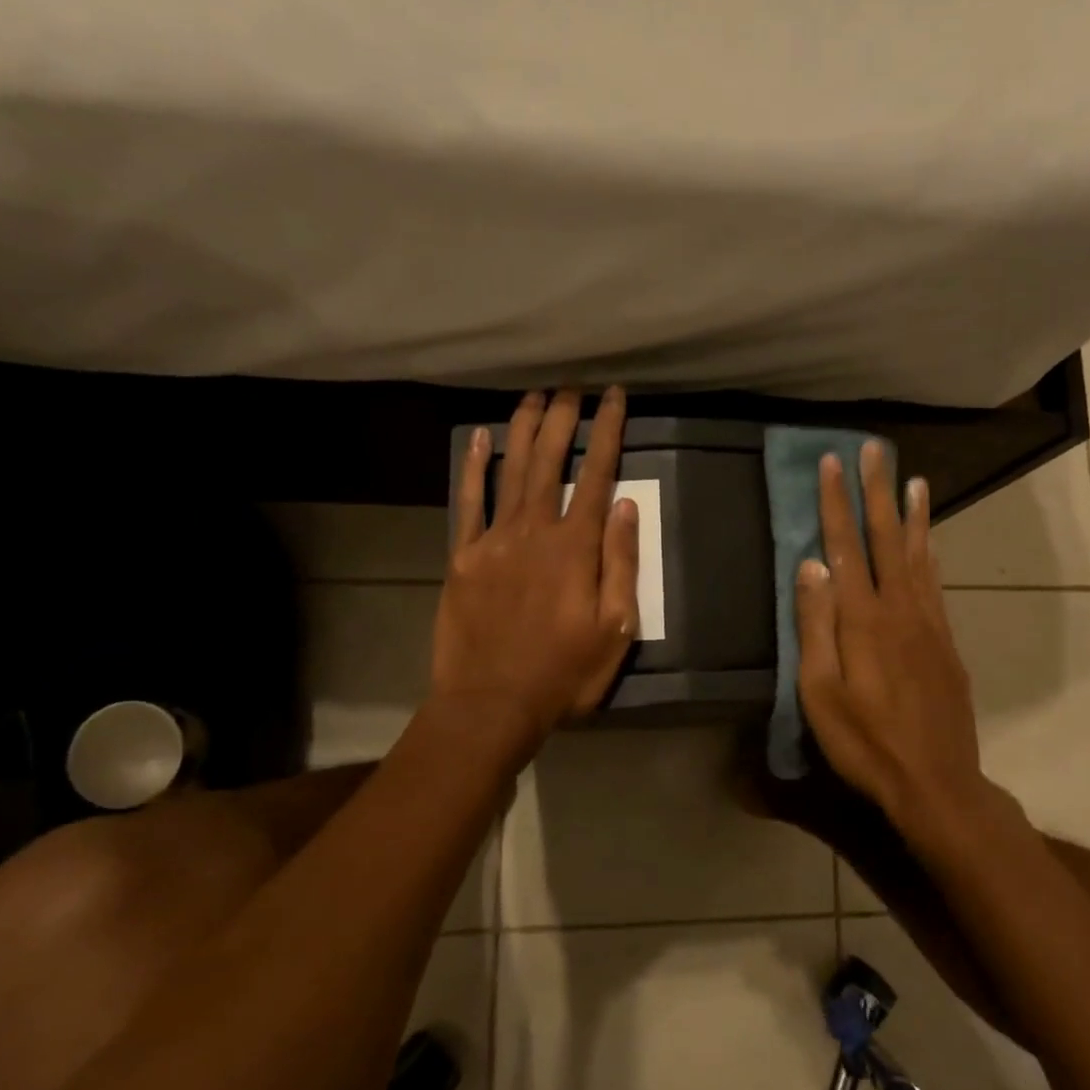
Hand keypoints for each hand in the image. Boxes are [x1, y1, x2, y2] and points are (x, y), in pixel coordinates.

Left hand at [432, 388, 640, 753]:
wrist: (491, 703)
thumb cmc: (563, 672)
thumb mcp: (615, 629)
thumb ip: (621, 563)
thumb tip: (626, 505)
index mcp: (576, 547)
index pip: (597, 475)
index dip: (608, 431)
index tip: (615, 397)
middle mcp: (534, 530)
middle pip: (550, 461)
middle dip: (563, 418)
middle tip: (572, 386)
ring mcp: (494, 540)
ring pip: (510, 471)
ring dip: (523, 429)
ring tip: (534, 396)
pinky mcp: (463, 556)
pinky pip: (468, 502)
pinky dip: (473, 467)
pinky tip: (477, 438)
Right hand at [794, 442, 985, 832]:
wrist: (936, 782)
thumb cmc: (865, 742)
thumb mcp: (821, 693)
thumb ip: (816, 626)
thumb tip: (810, 565)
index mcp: (863, 620)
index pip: (845, 547)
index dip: (837, 503)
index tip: (832, 463)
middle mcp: (900, 609)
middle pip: (887, 538)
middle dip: (877, 491)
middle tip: (874, 450)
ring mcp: (929, 624)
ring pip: (920, 555)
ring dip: (913, 514)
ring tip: (913, 479)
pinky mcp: (945, 642)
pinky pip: (936, 583)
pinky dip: (932, 552)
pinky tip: (932, 540)